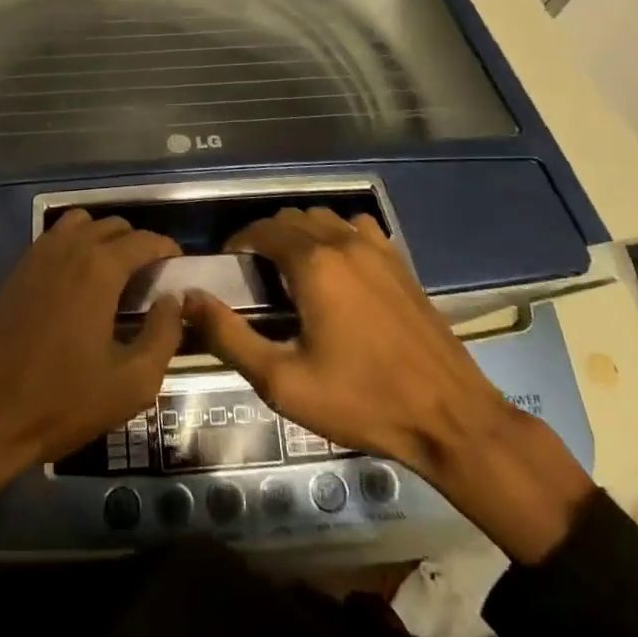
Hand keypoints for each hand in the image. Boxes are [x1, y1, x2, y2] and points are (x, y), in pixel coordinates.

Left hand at [0, 211, 183, 553]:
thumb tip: (174, 300)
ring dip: (103, 238)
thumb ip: (164, 334)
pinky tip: (79, 283)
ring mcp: (37, 255)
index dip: (167, 249)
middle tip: (150, 279)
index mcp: (99, 267)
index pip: (144, 239)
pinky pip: (54, 239)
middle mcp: (69, 248)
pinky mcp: (16, 270)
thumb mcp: (132, 382)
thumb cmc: (62, 401)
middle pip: (113, 225)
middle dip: (138, 243)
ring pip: (81, 224)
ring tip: (115, 275)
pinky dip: (75, 245)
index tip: (179, 267)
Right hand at [185, 207, 595, 561]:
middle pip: (291, 218)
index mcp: (313, 263)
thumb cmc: (361, 400)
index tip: (228, 267)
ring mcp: (377, 248)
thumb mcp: (282, 381)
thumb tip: (187, 299)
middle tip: (255, 276)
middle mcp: (343, 242)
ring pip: (324, 218)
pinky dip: (336, 235)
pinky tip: (337, 269)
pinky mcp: (400, 261)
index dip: (238, 242)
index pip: (262, 229)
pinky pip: (356, 228)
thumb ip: (229, 336)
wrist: (450, 417)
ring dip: (300, 233)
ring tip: (292, 270)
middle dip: (266, 237)